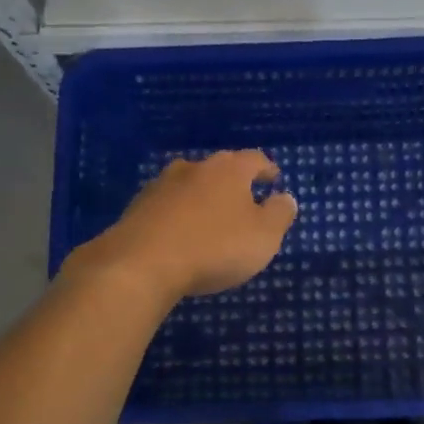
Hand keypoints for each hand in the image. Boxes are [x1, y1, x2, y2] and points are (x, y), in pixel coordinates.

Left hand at [65, 150, 297, 302]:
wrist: (141, 263)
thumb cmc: (214, 247)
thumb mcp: (263, 236)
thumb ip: (279, 214)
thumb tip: (285, 197)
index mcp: (229, 169)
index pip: (254, 160)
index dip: (267, 169)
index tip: (274, 179)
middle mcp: (195, 168)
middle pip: (219, 169)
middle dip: (233, 183)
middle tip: (244, 200)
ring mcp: (161, 185)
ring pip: (190, 184)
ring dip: (202, 197)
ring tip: (210, 217)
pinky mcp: (137, 207)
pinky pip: (167, 206)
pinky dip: (178, 215)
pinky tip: (180, 233)